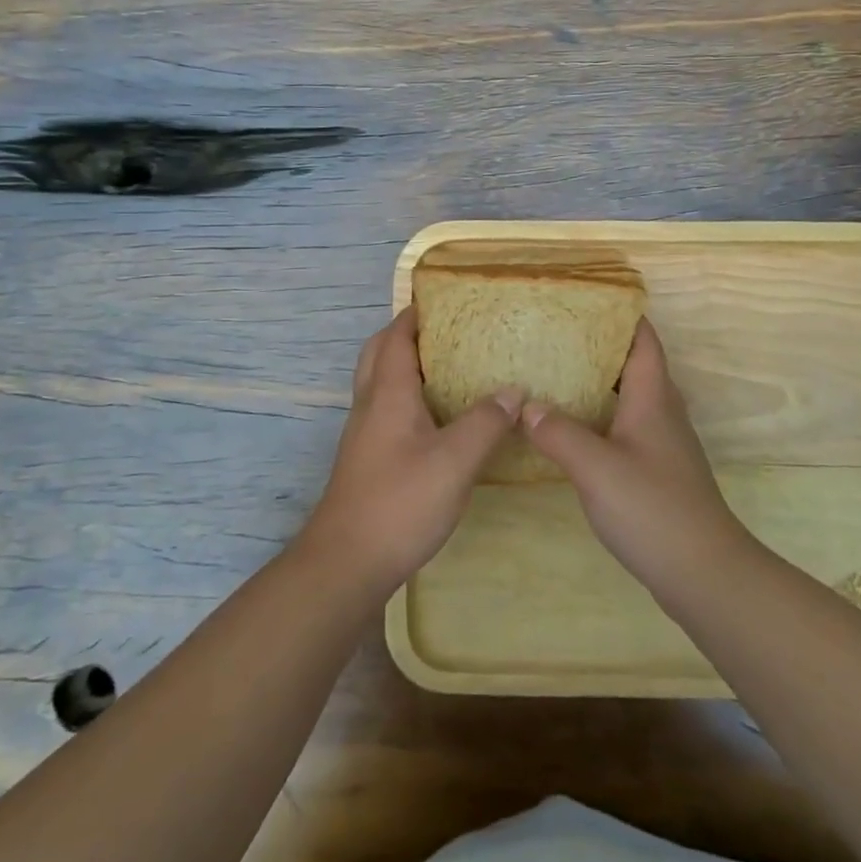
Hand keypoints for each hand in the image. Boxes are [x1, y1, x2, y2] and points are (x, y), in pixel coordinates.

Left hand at [301, 308, 522, 594]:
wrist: (347, 562)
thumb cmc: (400, 502)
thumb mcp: (455, 461)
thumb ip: (486, 422)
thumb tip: (514, 391)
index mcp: (387, 394)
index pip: (395, 337)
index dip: (415, 314)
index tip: (444, 299)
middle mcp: (370, 405)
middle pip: (379, 353)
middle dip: (406, 334)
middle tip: (446, 331)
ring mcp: (364, 434)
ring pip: (380, 382)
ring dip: (405, 365)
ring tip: (448, 367)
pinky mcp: (367, 458)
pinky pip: (385, 409)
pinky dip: (407, 396)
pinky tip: (437, 418)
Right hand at [522, 319, 750, 592]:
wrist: (702, 572)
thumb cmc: (652, 508)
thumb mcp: (596, 467)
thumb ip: (559, 432)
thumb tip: (527, 405)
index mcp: (653, 398)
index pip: (643, 341)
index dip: (622, 315)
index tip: (586, 301)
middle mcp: (662, 412)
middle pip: (634, 365)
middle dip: (599, 347)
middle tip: (555, 337)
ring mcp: (662, 444)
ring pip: (629, 398)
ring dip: (598, 384)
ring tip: (555, 377)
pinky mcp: (657, 471)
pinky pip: (625, 427)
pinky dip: (600, 418)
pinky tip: (571, 430)